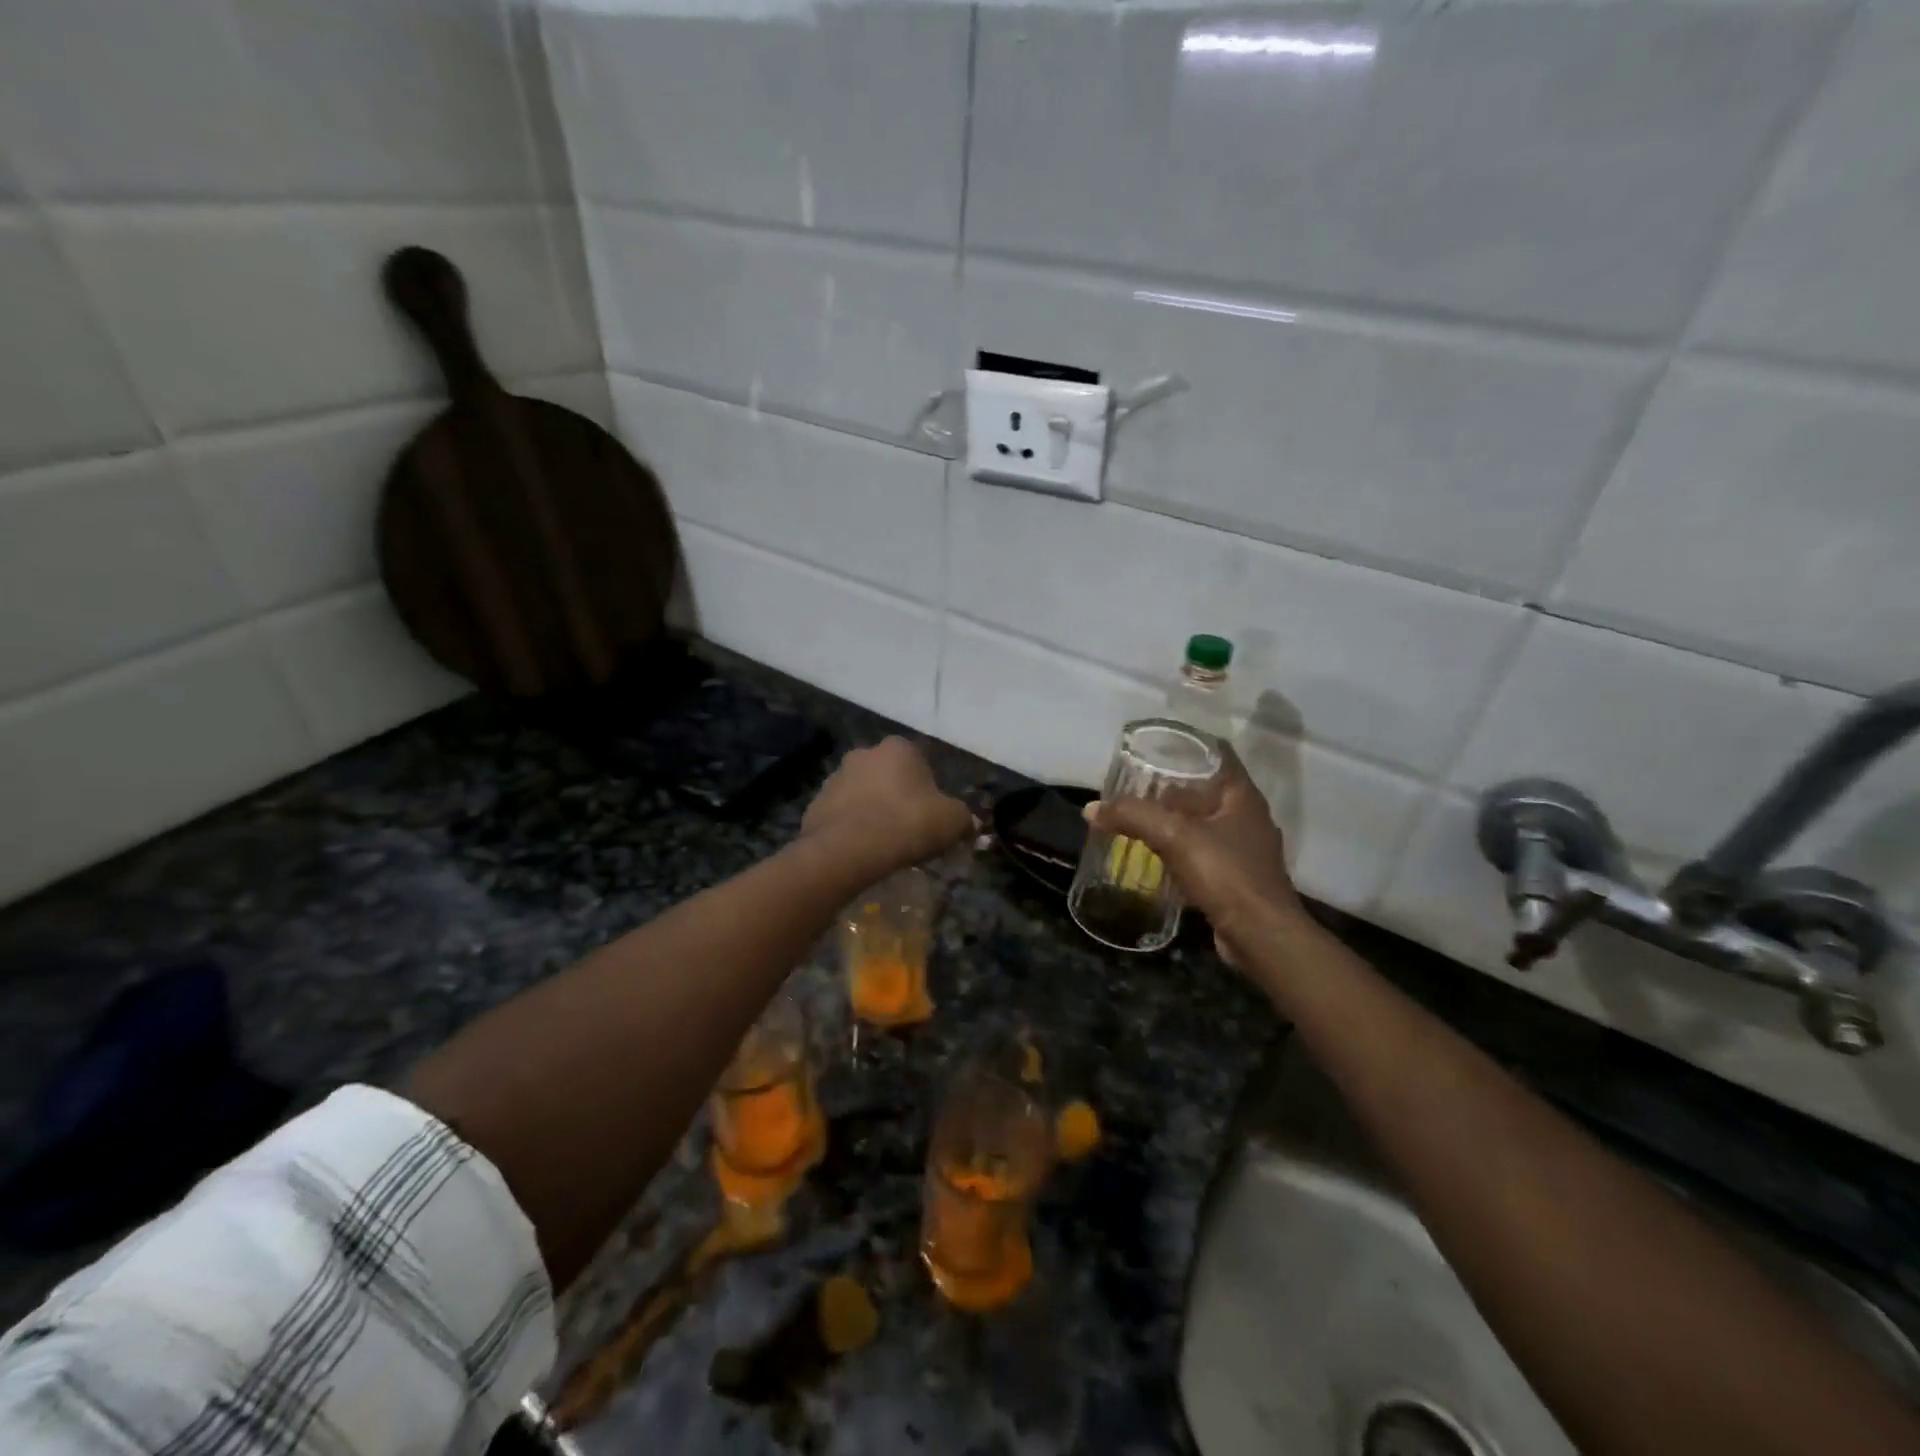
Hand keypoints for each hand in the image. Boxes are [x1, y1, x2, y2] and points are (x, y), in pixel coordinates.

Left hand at [801, 737, 973, 875]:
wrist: (848, 850)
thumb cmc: (907, 824)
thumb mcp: (952, 821)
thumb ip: (964, 818)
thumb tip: (968, 824)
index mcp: (898, 748)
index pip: (920, 763)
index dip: (929, 790)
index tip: (931, 816)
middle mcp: (863, 754)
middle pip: (888, 776)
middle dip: (897, 797)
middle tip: (909, 829)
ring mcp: (834, 778)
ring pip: (862, 794)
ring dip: (872, 811)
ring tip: (883, 844)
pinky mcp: (815, 805)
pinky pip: (841, 816)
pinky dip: (851, 828)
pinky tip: (860, 850)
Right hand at [1085, 745, 1304, 961]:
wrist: (1261, 937)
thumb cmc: (1226, 874)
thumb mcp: (1174, 837)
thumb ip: (1133, 816)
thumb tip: (1091, 809)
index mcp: (1242, 796)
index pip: (1216, 754)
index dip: (1185, 745)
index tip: (1152, 747)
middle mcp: (1247, 817)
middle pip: (1205, 789)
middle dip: (1169, 788)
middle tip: (1133, 786)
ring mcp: (1244, 850)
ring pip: (1202, 824)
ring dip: (1172, 822)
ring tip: (1137, 819)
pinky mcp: (1236, 879)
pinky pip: (1202, 853)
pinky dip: (1178, 851)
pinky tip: (1154, 857)